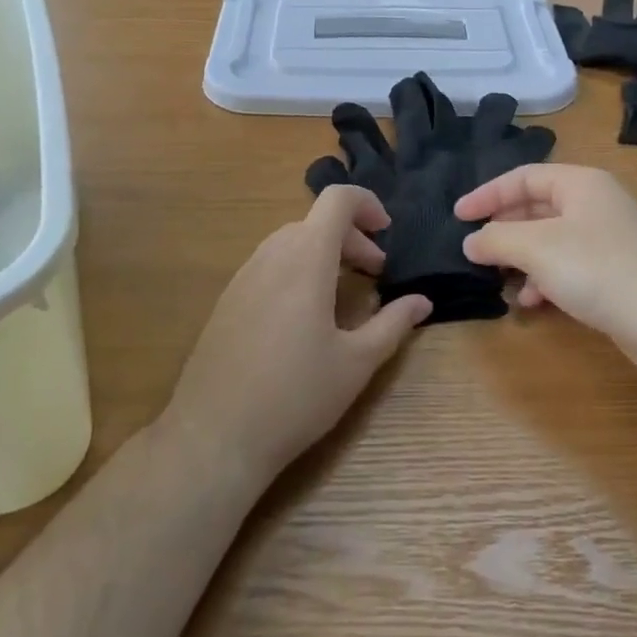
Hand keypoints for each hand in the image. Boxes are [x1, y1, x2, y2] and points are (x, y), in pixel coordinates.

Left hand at [164, 185, 431, 488]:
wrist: (214, 436)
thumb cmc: (296, 396)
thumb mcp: (357, 363)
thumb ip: (393, 324)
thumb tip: (422, 302)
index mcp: (306, 260)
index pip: (337, 200)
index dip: (367, 204)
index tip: (388, 234)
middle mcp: (271, 256)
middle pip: (315, 221)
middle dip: (352, 237)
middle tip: (375, 273)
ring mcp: (243, 277)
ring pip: (289, 241)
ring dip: (323, 253)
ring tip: (343, 292)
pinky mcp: (227, 301)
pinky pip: (268, 265)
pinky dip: (297, 269)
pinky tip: (305, 316)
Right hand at [456, 165, 636, 371]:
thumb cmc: (596, 269)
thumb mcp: (536, 248)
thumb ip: (496, 239)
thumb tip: (470, 242)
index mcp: (581, 183)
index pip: (523, 177)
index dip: (487, 195)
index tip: (458, 217)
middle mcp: (596, 203)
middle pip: (536, 207)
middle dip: (504, 230)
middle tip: (477, 250)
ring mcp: (608, 237)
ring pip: (550, 239)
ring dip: (522, 259)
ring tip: (502, 280)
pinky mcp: (615, 270)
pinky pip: (568, 264)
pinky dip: (546, 278)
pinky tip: (534, 301)